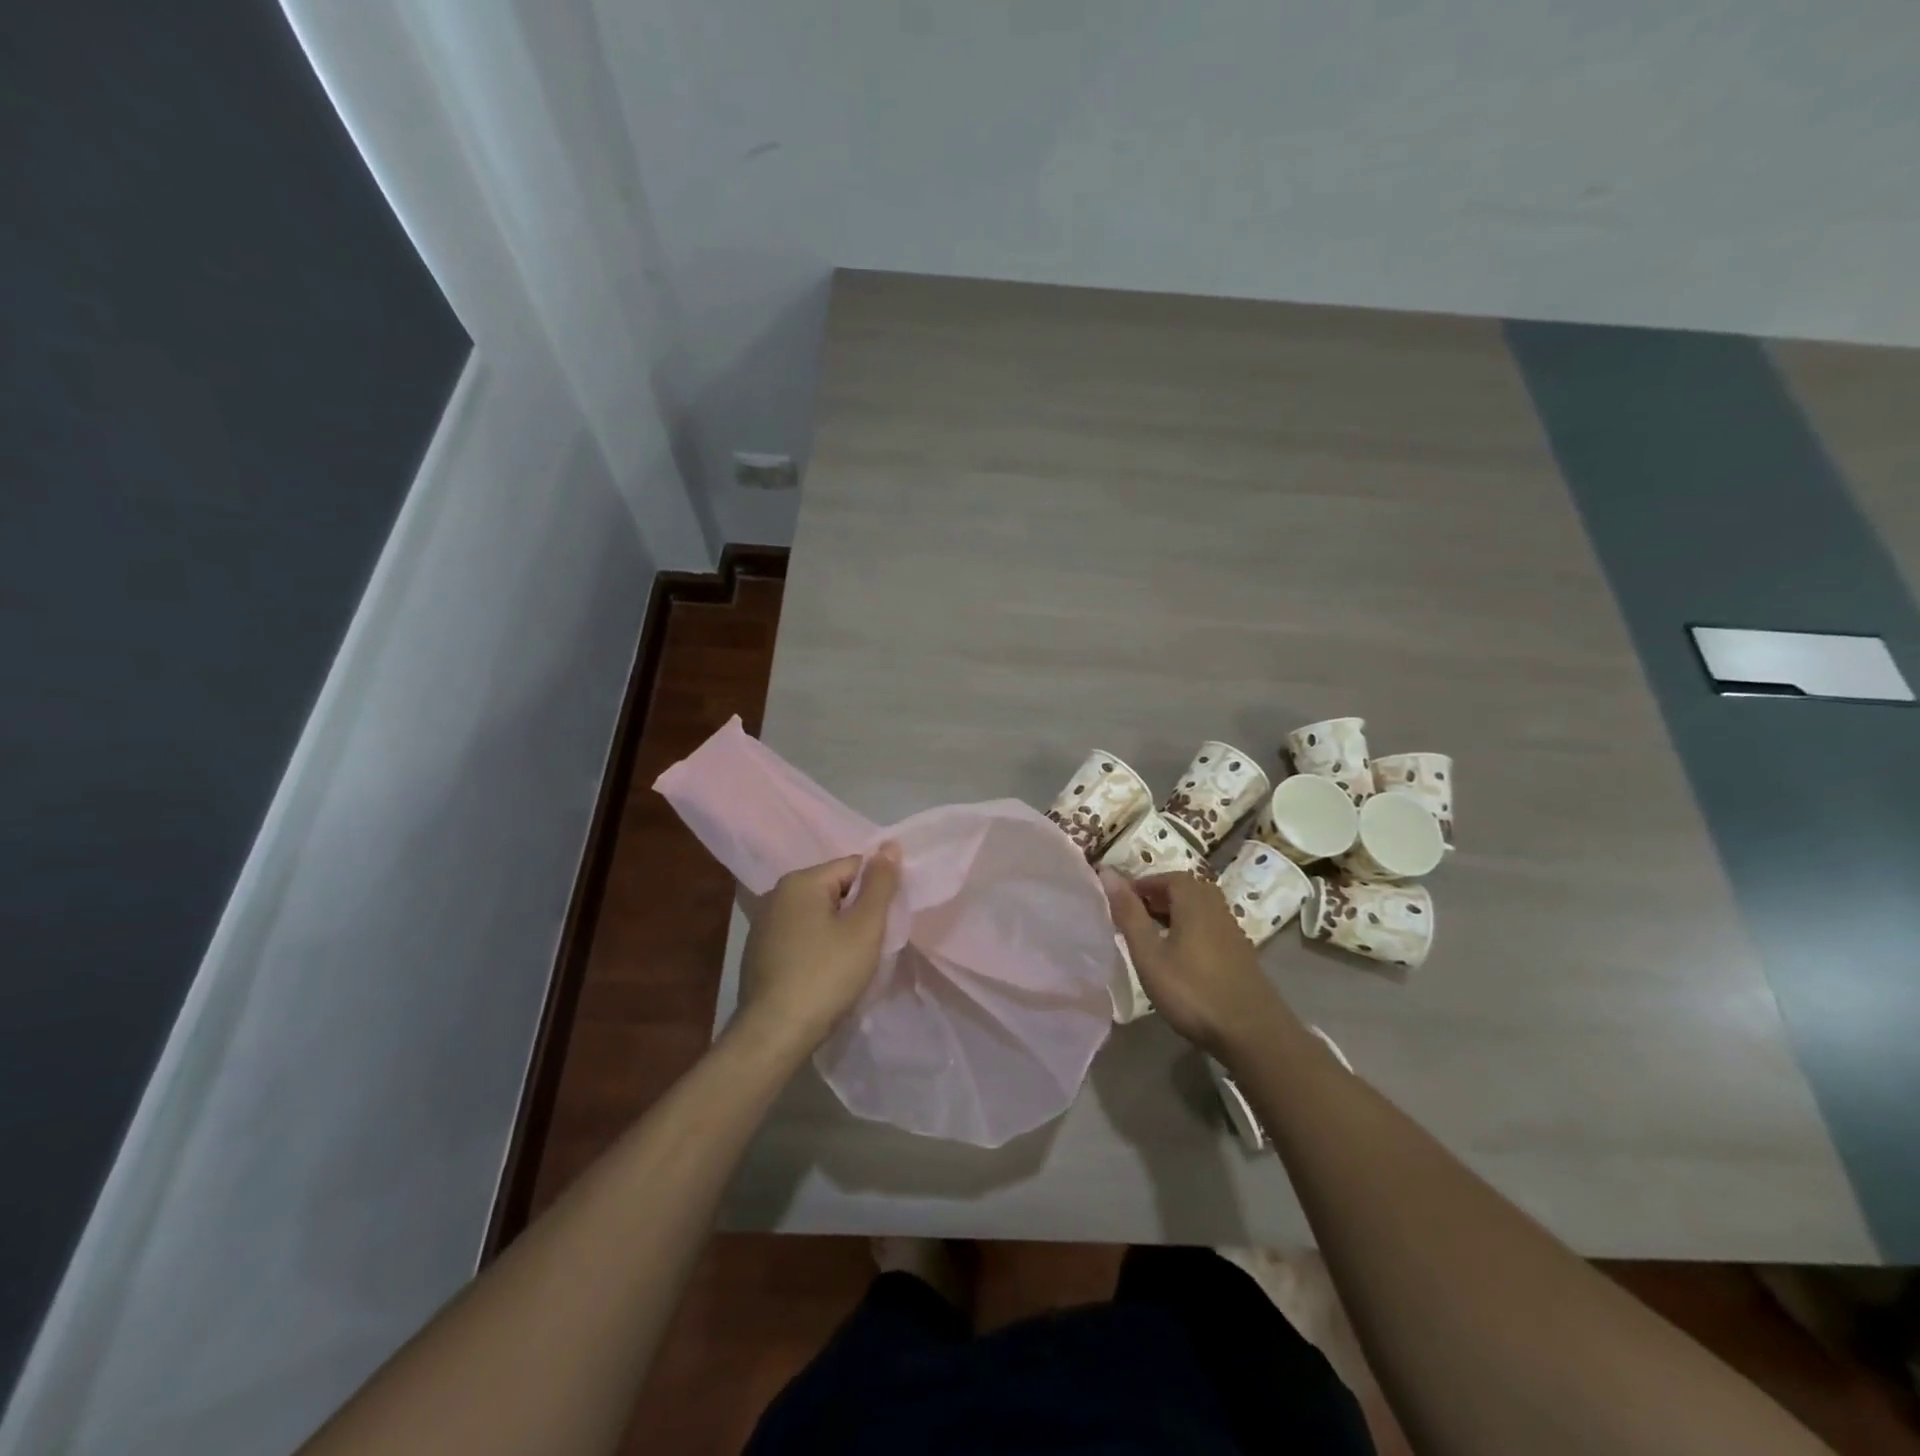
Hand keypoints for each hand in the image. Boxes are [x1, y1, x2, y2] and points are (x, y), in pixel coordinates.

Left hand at [737, 845, 902, 1053]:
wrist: (774, 1034)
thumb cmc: (825, 975)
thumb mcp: (864, 927)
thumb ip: (880, 884)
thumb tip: (890, 844)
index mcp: (800, 880)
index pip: (854, 867)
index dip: (876, 893)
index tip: (884, 924)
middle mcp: (777, 894)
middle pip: (835, 889)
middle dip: (857, 913)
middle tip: (870, 945)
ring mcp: (764, 924)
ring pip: (818, 915)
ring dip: (838, 932)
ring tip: (849, 963)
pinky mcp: (759, 952)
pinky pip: (801, 936)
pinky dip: (817, 949)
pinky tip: (824, 974)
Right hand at [1104, 868, 1285, 1056]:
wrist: (1253, 1033)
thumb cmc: (1193, 991)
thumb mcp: (1150, 954)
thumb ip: (1129, 914)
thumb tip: (1107, 873)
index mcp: (1194, 901)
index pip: (1167, 877)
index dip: (1142, 885)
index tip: (1120, 902)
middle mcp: (1217, 908)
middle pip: (1186, 890)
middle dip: (1157, 898)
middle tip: (1133, 916)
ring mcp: (1232, 931)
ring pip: (1198, 909)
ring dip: (1174, 914)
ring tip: (1151, 936)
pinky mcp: (1240, 953)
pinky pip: (1209, 927)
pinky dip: (1189, 930)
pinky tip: (1179, 957)